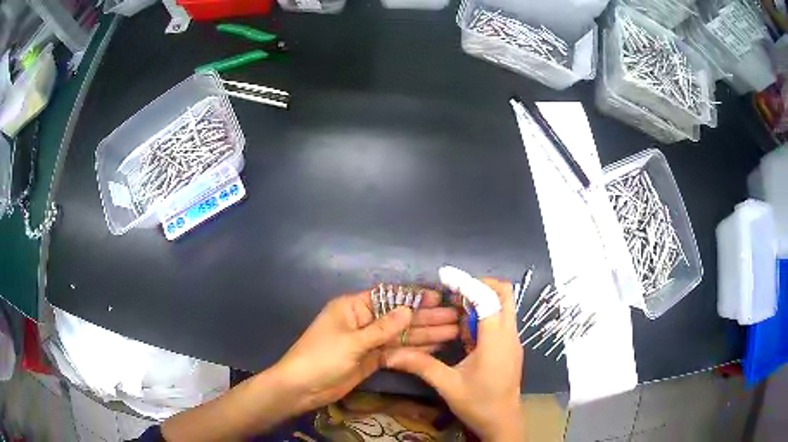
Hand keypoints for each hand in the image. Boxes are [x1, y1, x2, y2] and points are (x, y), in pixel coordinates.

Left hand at [275, 289, 459, 413]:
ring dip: (425, 334)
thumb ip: (382, 329)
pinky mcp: (372, 359)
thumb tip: (409, 311)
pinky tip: (435, 348)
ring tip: (453, 332)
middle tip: (455, 318)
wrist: (302, 388)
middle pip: (399, 317)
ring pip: (401, 335)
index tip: (439, 299)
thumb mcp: (352, 342)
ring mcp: (369, 342)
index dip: (414, 298)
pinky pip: (396, 351)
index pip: (389, 297)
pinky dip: (414, 350)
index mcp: (353, 307)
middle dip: (426, 318)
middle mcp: (363, 321)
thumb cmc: (321, 357)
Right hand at [384, 279, 523, 440]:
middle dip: (479, 286)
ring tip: (453, 313)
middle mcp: (509, 334)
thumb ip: (421, 365)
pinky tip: (463, 333)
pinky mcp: (510, 346)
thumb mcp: (447, 385)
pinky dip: (483, 317)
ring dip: (480, 302)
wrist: (502, 422)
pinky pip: (499, 321)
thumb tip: (391, 354)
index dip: (467, 283)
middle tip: (453, 293)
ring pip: (503, 306)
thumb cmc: (478, 404)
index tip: (445, 276)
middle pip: (504, 294)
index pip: (487, 299)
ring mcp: (512, 340)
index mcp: (496, 341)